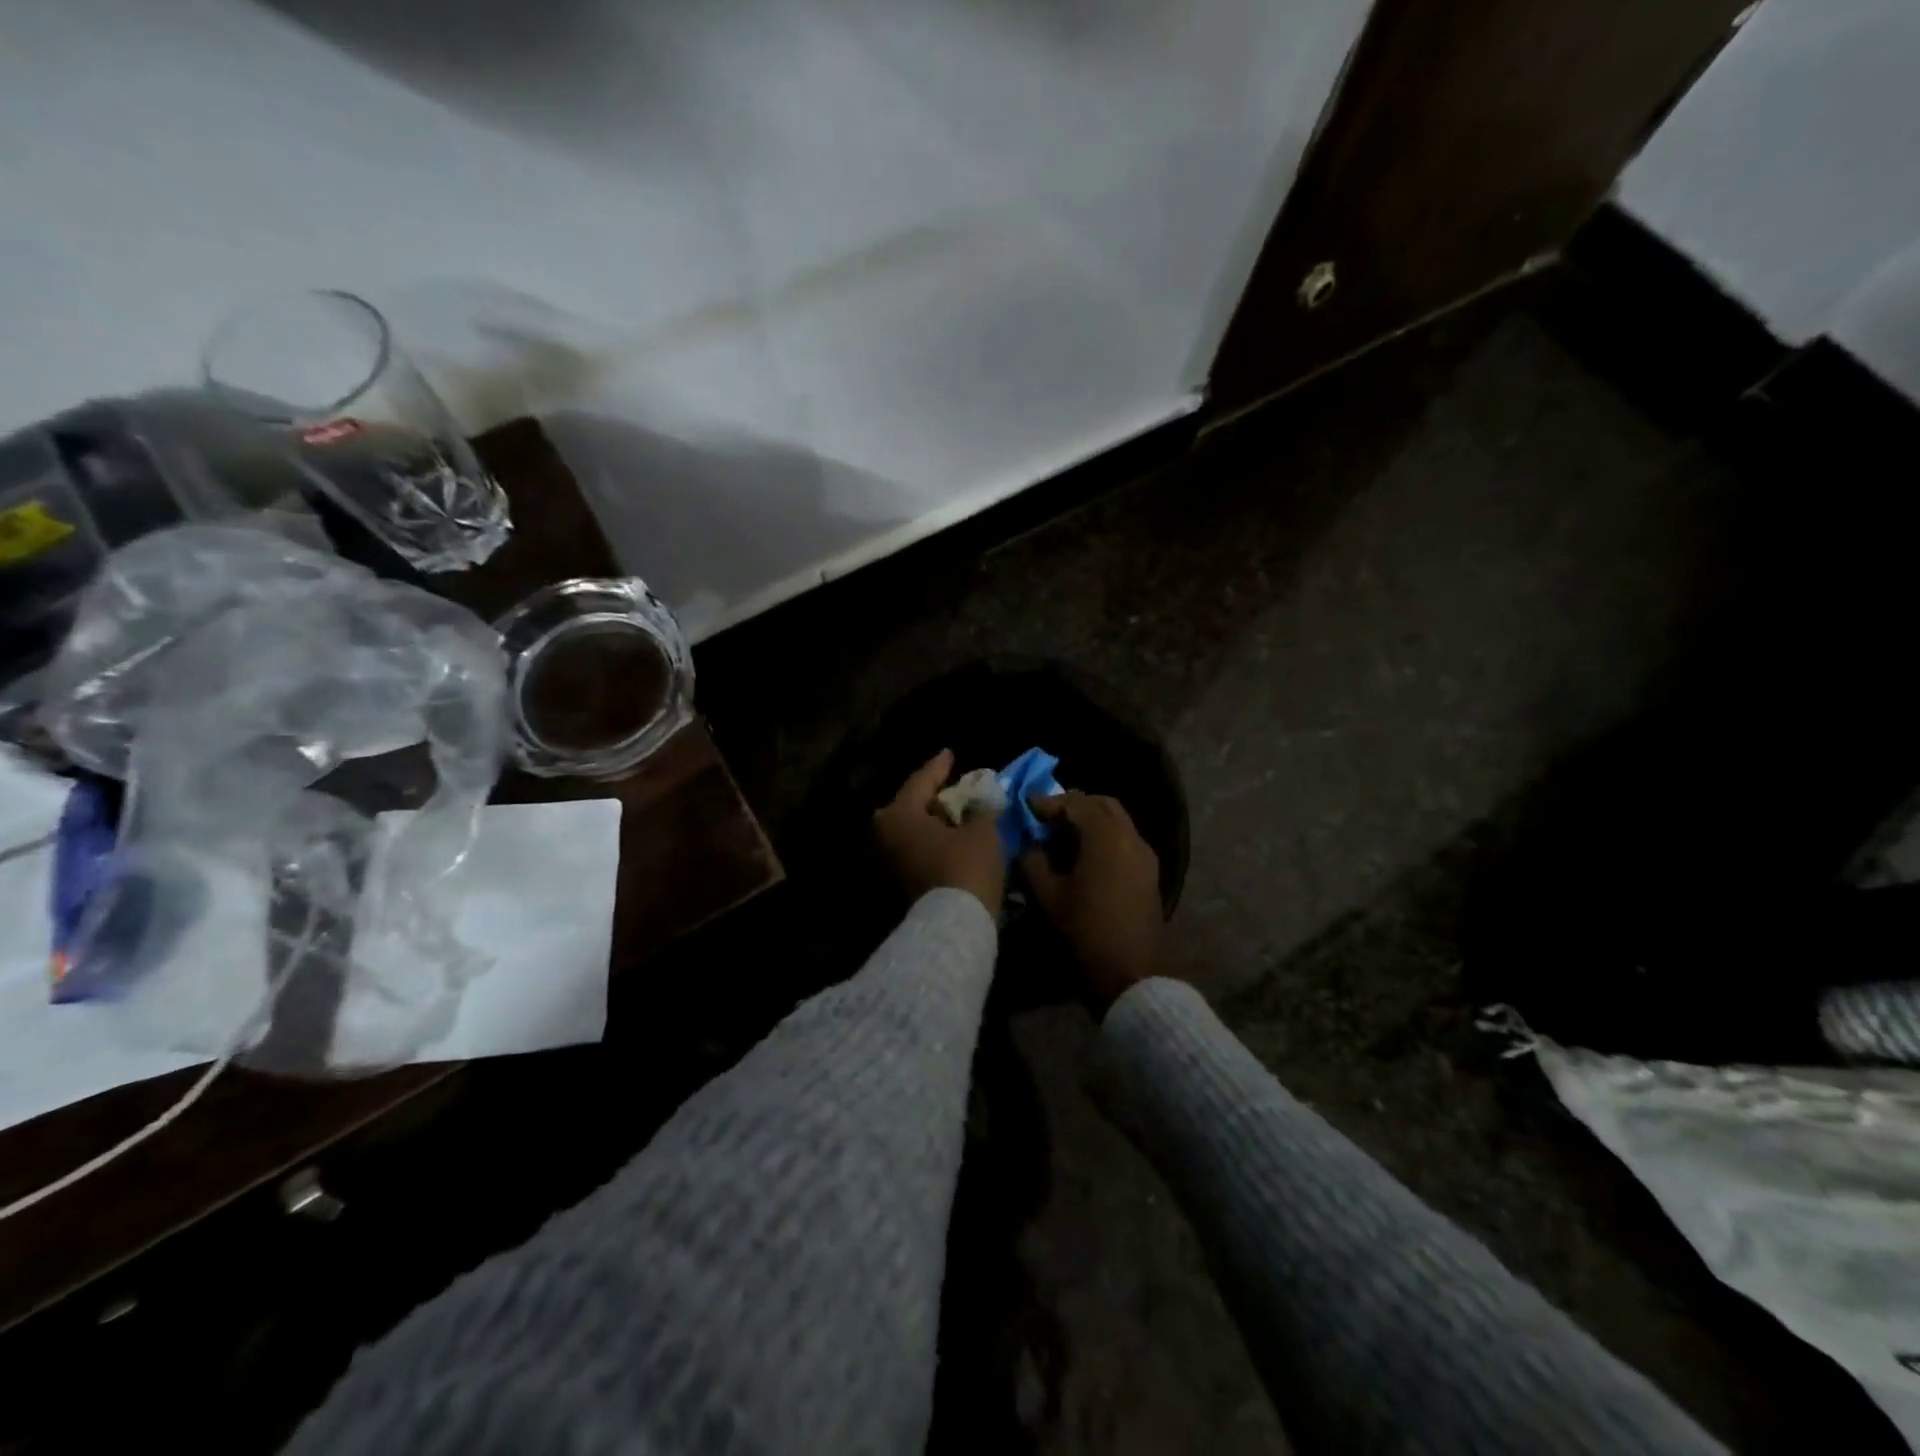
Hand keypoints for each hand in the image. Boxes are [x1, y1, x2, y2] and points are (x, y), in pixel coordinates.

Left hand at [873, 750, 1005, 916]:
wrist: (952, 928)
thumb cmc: (965, 867)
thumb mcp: (982, 831)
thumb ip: (981, 809)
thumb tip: (982, 800)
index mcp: (900, 813)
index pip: (921, 780)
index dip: (939, 766)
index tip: (950, 753)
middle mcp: (885, 834)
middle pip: (909, 806)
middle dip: (930, 796)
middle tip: (950, 786)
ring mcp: (887, 861)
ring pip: (910, 830)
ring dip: (931, 821)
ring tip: (955, 813)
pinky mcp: (897, 883)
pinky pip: (914, 849)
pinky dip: (930, 840)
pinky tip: (950, 838)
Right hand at [1020, 791, 1162, 1011]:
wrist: (1132, 974)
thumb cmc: (1085, 932)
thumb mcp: (1048, 896)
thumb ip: (1033, 862)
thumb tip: (1029, 845)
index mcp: (1105, 838)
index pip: (1076, 804)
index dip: (1049, 802)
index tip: (1027, 807)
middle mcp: (1130, 837)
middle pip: (1102, 805)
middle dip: (1074, 806)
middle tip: (1047, 818)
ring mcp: (1145, 855)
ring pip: (1117, 821)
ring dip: (1091, 821)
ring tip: (1062, 837)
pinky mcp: (1149, 873)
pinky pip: (1125, 839)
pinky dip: (1104, 837)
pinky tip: (1083, 856)